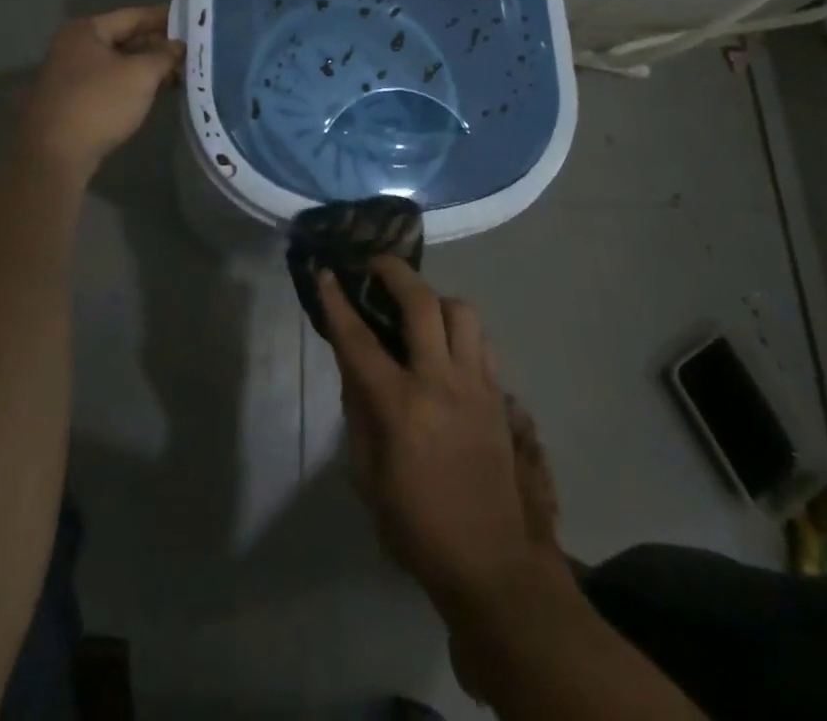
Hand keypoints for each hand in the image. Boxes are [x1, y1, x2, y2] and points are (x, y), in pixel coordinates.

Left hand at [18, 6, 183, 178]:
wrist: (55, 155)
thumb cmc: (99, 103)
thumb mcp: (140, 75)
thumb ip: (164, 55)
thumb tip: (179, 46)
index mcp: (86, 31)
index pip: (134, 16)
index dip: (164, 17)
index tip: (192, 20)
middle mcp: (75, 46)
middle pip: (126, 38)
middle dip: (159, 45)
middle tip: (192, 49)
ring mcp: (73, 74)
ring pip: (121, 63)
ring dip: (150, 67)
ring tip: (184, 71)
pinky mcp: (76, 100)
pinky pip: (113, 83)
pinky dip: (136, 84)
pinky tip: (160, 90)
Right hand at [319, 258, 556, 618]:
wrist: (492, 562)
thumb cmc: (416, 525)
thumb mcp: (368, 477)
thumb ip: (358, 412)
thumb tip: (354, 367)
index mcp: (400, 406)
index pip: (359, 340)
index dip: (337, 302)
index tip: (326, 273)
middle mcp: (441, 382)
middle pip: (422, 303)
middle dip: (395, 272)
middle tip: (377, 265)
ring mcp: (477, 385)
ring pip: (462, 312)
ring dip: (436, 300)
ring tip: (419, 309)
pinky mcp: (500, 396)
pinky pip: (482, 342)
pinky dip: (462, 332)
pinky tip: (449, 347)